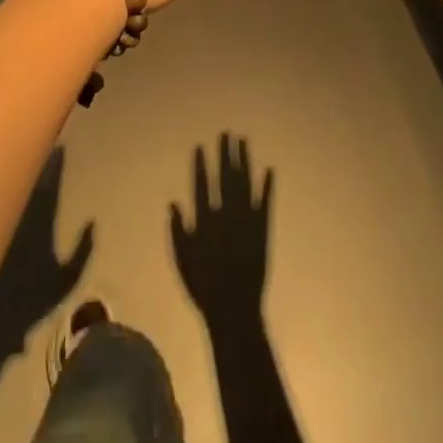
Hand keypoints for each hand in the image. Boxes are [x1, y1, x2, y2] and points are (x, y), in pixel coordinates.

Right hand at [170, 134, 271, 324]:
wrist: (234, 310)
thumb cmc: (203, 288)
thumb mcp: (181, 262)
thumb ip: (177, 231)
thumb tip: (173, 203)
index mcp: (205, 221)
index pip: (202, 185)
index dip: (201, 165)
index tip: (201, 146)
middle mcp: (226, 215)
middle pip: (225, 177)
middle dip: (225, 154)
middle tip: (226, 133)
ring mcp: (246, 221)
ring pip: (245, 184)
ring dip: (244, 161)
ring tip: (243, 141)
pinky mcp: (263, 230)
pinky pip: (266, 203)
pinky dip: (267, 186)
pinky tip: (269, 169)